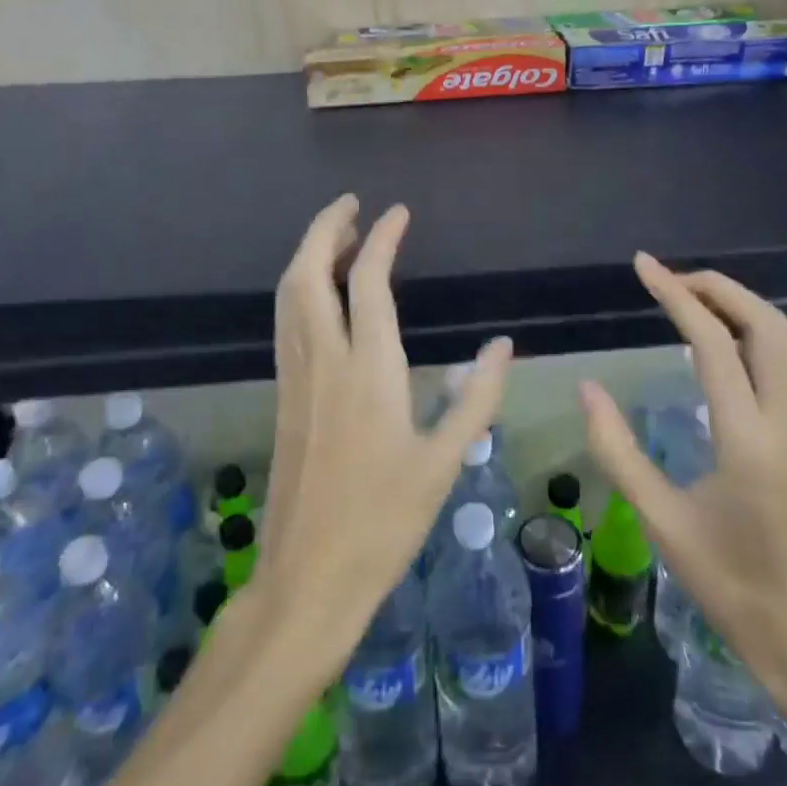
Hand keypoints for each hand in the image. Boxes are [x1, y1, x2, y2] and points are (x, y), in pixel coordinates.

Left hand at [259, 195, 510, 667]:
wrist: (306, 578)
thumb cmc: (384, 522)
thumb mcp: (444, 463)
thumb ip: (475, 398)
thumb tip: (504, 345)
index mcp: (368, 371)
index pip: (368, 282)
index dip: (381, 239)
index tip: (396, 212)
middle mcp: (323, 361)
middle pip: (307, 273)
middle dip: (324, 229)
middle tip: (351, 206)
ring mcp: (295, 377)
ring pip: (288, 295)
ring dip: (308, 255)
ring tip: (339, 238)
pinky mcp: (283, 395)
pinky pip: (286, 321)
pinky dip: (300, 288)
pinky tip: (322, 295)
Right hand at [580, 254, 786, 714]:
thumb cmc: (728, 586)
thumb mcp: (660, 521)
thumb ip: (617, 450)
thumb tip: (588, 388)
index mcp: (746, 438)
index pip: (712, 342)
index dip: (675, 294)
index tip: (644, 266)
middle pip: (770, 327)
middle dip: (722, 289)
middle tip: (679, 281)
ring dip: (769, 322)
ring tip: (726, 323)